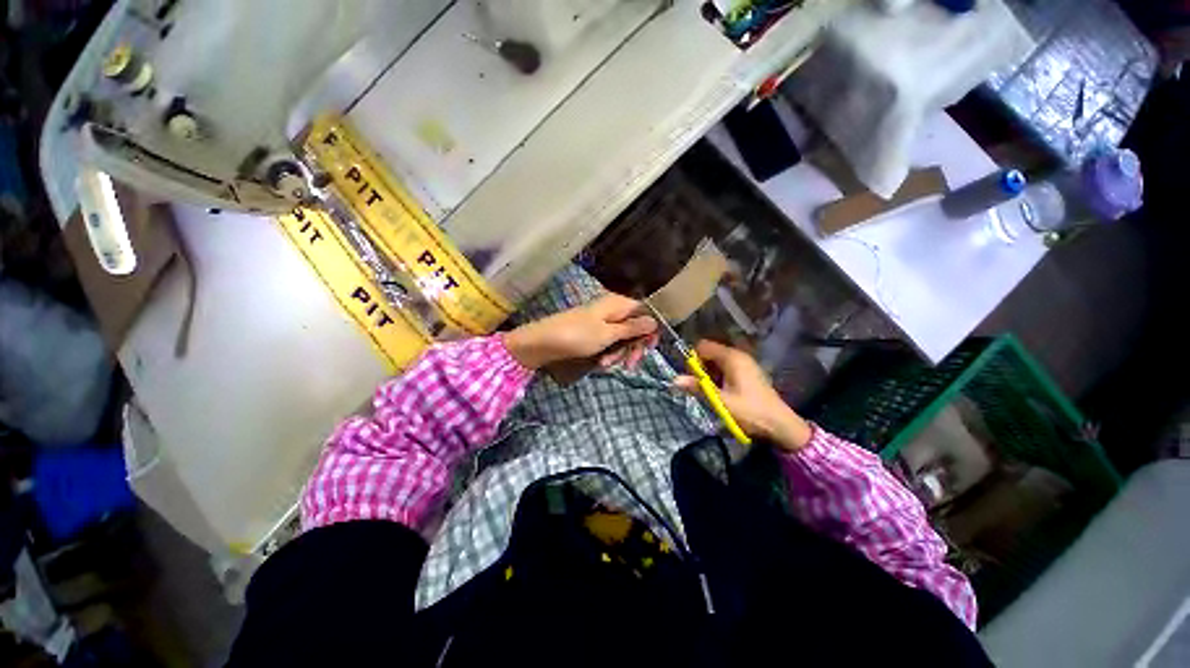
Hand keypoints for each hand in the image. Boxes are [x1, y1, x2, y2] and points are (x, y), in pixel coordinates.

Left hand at [504, 294, 658, 370]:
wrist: (543, 343)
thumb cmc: (577, 336)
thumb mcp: (608, 334)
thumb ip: (633, 328)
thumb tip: (655, 321)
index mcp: (618, 304)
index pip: (645, 312)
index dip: (650, 330)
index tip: (650, 348)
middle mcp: (612, 310)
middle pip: (635, 328)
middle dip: (633, 347)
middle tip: (630, 365)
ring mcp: (602, 322)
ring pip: (622, 338)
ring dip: (619, 353)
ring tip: (605, 365)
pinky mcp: (593, 333)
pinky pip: (609, 343)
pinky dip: (608, 354)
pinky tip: (600, 363)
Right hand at [674, 340, 811, 451]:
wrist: (780, 425)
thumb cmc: (749, 411)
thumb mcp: (720, 401)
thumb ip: (697, 387)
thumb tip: (675, 380)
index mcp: (732, 357)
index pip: (703, 346)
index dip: (694, 359)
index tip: (694, 377)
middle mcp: (738, 355)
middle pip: (710, 352)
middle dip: (701, 367)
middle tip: (702, 387)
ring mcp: (745, 363)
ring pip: (717, 361)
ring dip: (710, 374)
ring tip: (712, 392)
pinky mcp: (748, 372)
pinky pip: (727, 367)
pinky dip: (720, 377)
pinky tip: (723, 392)